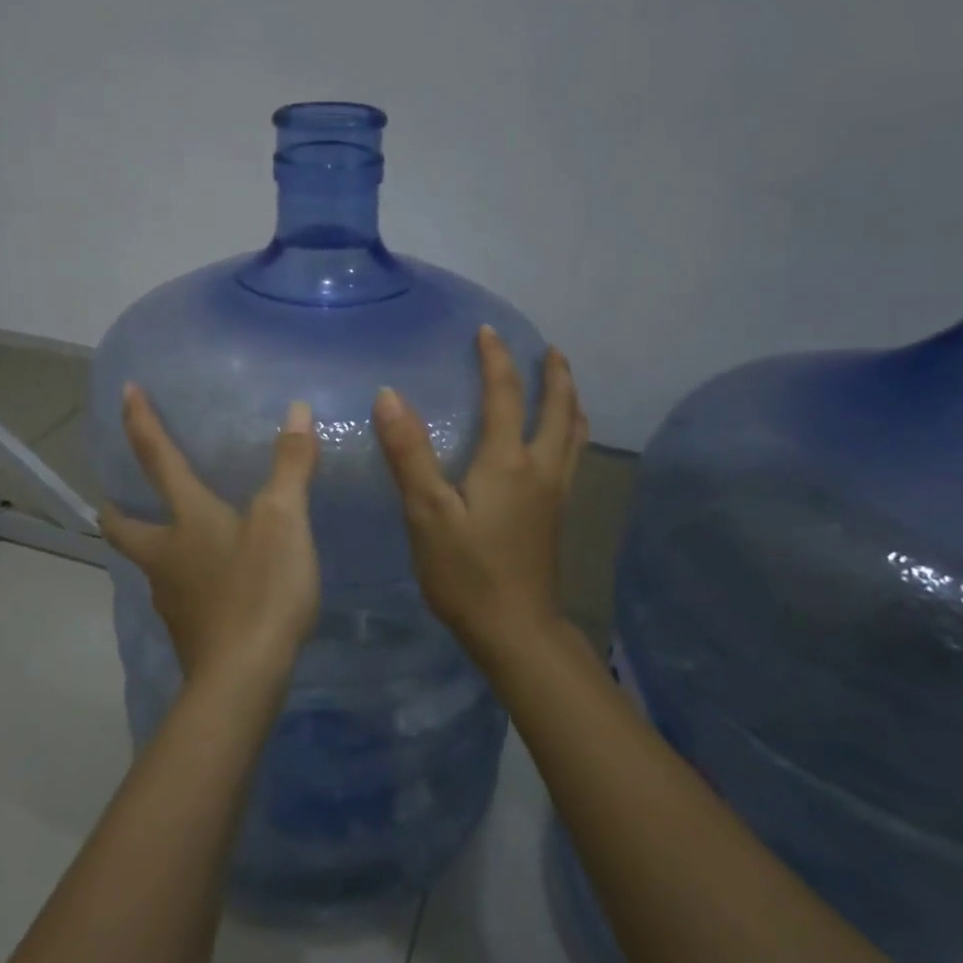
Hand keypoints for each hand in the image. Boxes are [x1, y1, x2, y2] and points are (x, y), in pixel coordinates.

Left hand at [101, 384, 321, 685]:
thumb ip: (290, 465)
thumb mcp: (284, 521)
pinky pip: (178, 596)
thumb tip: (295, 409)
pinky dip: (185, 582)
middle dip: (115, 510)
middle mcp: (167, 555)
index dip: (141, 423)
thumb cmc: (261, 589)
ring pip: (149, 564)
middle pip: (123, 527)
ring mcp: (172, 598)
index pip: (157, 459)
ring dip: (153, 546)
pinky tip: (210, 588)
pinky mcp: (187, 632)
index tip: (124, 392)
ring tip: (176, 541)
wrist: (243, 679)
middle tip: (116, 499)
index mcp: (187, 519)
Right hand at [373, 326, 587, 661]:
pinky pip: (572, 457)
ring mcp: (554, 495)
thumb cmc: (466, 572)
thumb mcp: (427, 512)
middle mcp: (541, 470)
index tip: (486, 332)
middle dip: (555, 375)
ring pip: (574, 435)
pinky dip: (570, 433)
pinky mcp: (555, 517)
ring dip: (569, 402)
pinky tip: (559, 444)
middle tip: (549, 350)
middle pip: (559, 410)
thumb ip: (409, 453)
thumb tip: (389, 395)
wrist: (515, 630)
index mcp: (509, 462)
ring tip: (564, 385)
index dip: (495, 360)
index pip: (505, 395)